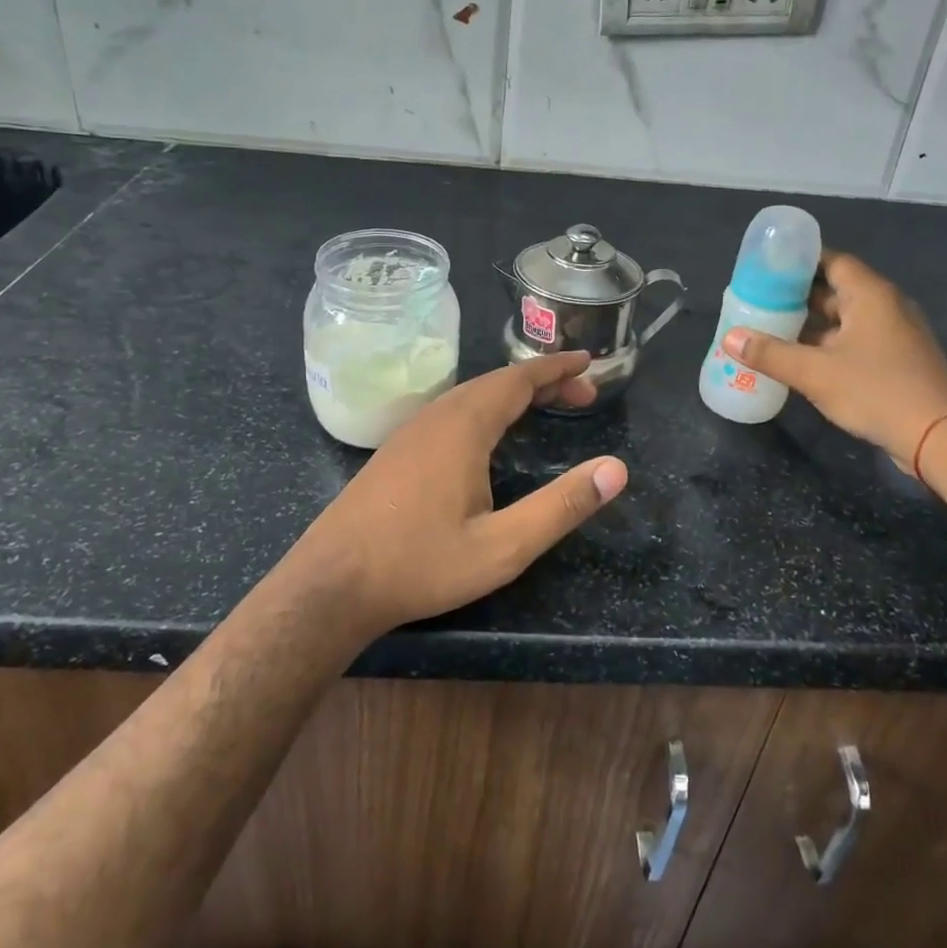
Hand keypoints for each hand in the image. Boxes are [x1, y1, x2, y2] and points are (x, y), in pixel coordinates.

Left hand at [283, 352, 627, 637]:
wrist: (330, 585)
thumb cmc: (420, 565)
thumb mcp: (503, 547)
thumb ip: (561, 506)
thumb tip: (616, 470)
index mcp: (464, 426)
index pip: (519, 379)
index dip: (557, 368)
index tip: (589, 362)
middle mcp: (437, 416)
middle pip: (497, 382)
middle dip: (543, 382)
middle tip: (582, 395)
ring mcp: (411, 431)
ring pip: (471, 395)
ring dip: (513, 393)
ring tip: (546, 406)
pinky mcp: (396, 450)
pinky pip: (452, 410)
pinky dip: (486, 407)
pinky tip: (490, 434)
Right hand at [723, 250, 946, 472]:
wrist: (938, 438)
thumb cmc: (876, 391)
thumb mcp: (815, 373)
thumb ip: (770, 353)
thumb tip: (730, 337)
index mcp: (870, 295)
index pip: (831, 260)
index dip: (798, 261)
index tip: (765, 266)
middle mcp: (884, 306)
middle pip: (834, 289)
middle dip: (796, 294)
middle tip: (757, 299)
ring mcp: (893, 334)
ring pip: (843, 318)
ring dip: (809, 323)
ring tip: (768, 327)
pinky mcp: (895, 359)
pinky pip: (853, 340)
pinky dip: (826, 343)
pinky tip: (798, 358)